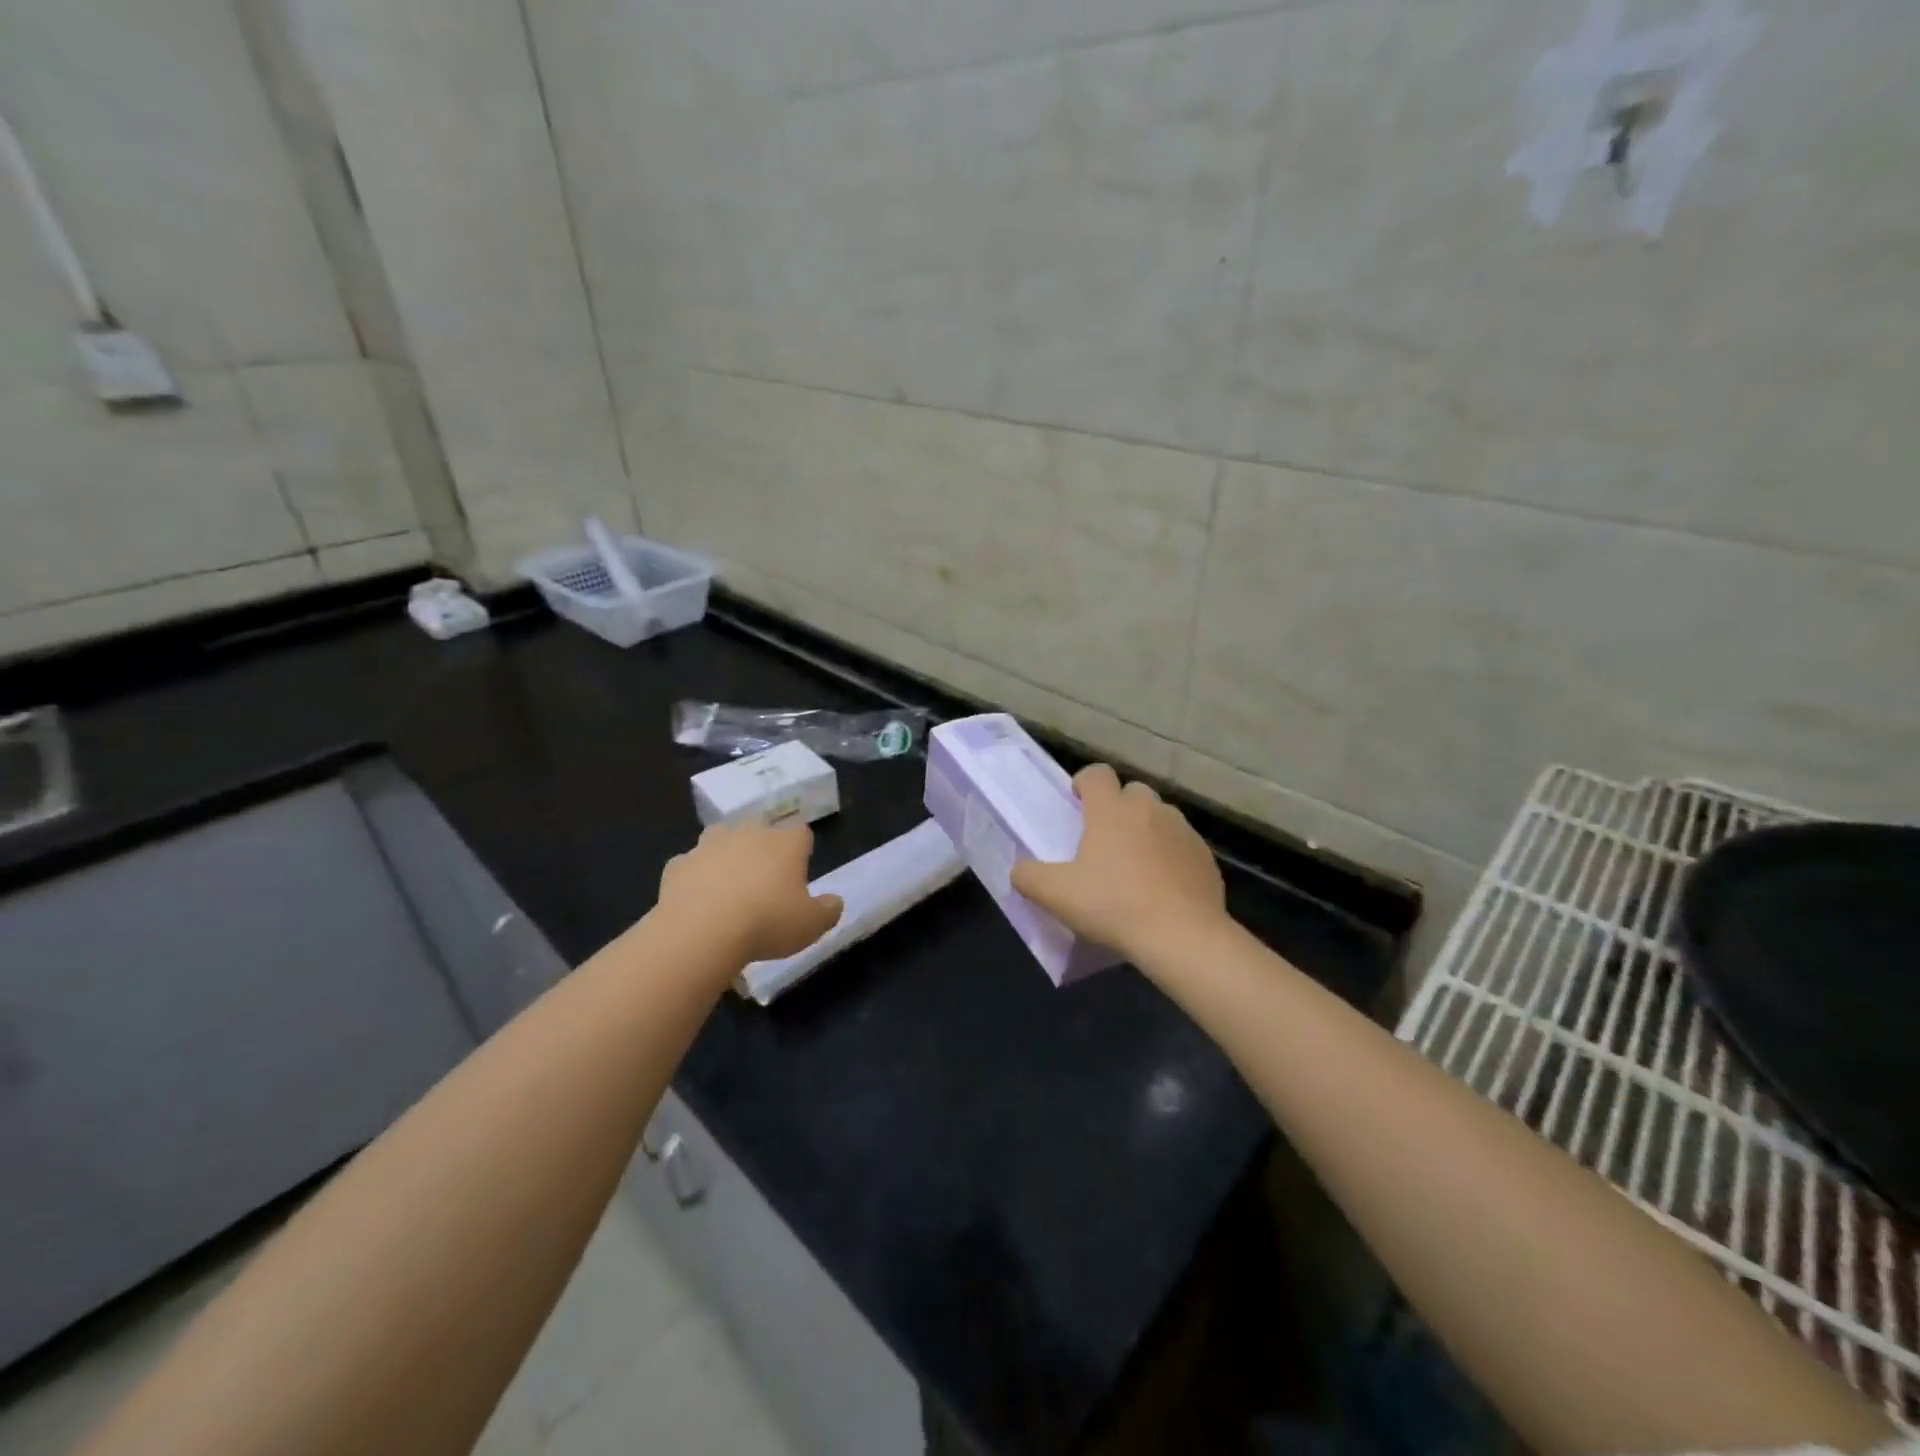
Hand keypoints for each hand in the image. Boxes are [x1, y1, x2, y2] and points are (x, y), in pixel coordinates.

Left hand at [657, 822, 843, 964]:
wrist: (701, 932)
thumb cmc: (767, 922)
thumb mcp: (812, 925)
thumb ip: (828, 910)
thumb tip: (834, 902)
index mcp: (785, 842)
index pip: (801, 831)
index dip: (801, 849)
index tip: (799, 872)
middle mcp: (748, 833)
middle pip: (759, 829)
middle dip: (762, 849)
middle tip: (764, 882)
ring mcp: (709, 845)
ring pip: (721, 839)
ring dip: (726, 856)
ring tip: (728, 887)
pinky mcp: (678, 865)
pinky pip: (690, 866)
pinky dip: (695, 879)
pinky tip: (697, 903)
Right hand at [1011, 764, 1226, 963]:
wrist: (1182, 936)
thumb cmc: (1113, 906)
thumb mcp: (1056, 895)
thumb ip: (1029, 876)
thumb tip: (1020, 870)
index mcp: (1111, 810)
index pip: (1097, 773)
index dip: (1084, 783)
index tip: (1077, 805)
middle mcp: (1149, 809)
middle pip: (1131, 792)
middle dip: (1117, 808)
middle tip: (1104, 841)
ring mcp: (1182, 830)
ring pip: (1159, 817)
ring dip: (1145, 831)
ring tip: (1135, 867)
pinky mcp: (1204, 855)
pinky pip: (1181, 845)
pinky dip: (1170, 856)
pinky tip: (1162, 888)